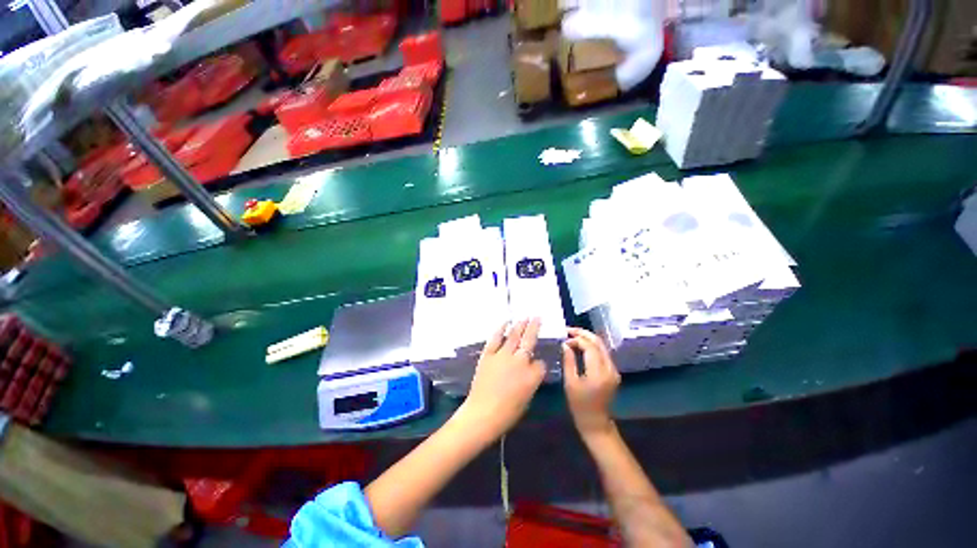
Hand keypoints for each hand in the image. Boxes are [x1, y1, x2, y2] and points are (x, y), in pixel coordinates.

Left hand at [455, 319, 545, 441]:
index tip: (537, 363)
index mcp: (532, 376)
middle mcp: (520, 361)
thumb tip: (531, 368)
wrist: (482, 413)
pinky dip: (500, 329)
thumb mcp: (527, 398)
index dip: (539, 363)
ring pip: (514, 336)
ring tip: (525, 317)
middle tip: (537, 316)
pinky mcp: (489, 355)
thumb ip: (531, 380)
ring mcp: (503, 356)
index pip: (540, 364)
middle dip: (534, 327)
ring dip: (520, 325)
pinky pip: (496, 338)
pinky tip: (505, 322)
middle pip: (529, 340)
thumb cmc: (507, 412)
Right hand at [562, 328, 620, 437]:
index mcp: (598, 372)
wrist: (596, 422)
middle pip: (599, 342)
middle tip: (568, 330)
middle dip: (583, 334)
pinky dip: (592, 347)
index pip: (590, 347)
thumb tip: (565, 344)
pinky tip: (580, 346)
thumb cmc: (579, 405)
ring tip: (572, 336)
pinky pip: (603, 353)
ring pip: (602, 346)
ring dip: (587, 339)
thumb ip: (568, 361)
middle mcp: (610, 368)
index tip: (564, 339)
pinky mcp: (613, 372)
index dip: (577, 339)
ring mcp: (613, 370)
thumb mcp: (570, 382)